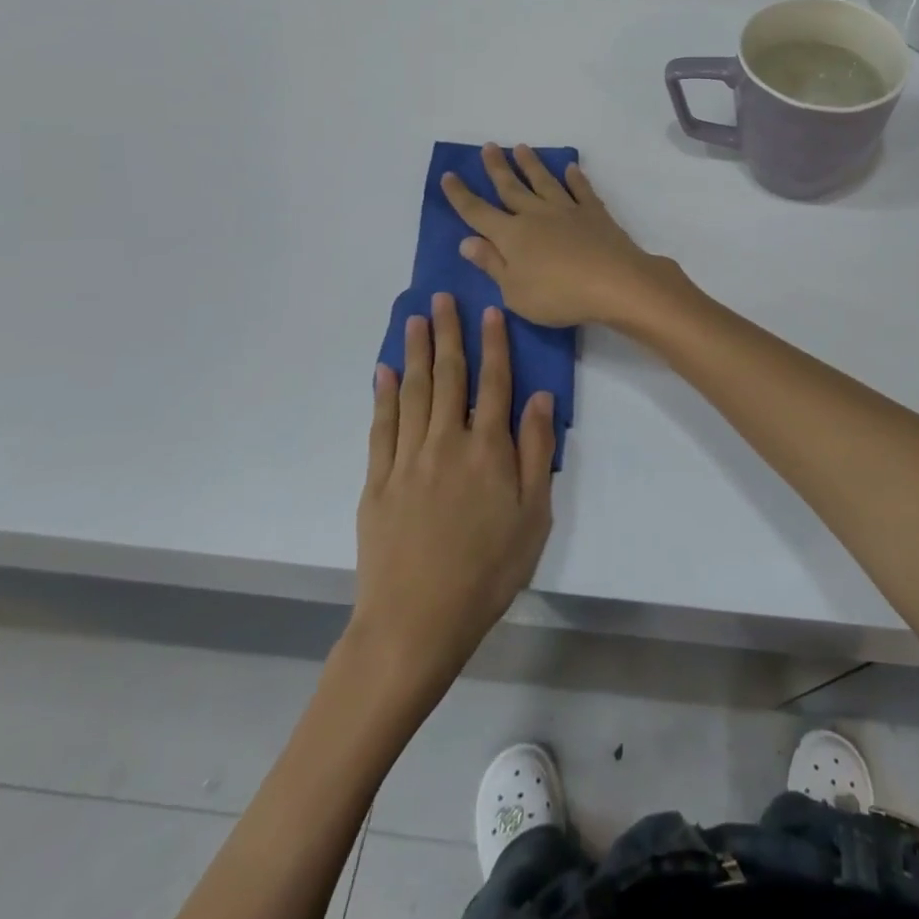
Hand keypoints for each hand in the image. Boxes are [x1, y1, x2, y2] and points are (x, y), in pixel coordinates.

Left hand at [349, 293, 554, 692]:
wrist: (416, 621)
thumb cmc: (488, 570)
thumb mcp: (534, 516)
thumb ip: (537, 452)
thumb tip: (540, 397)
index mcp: (489, 450)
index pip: (494, 384)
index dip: (494, 345)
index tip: (490, 311)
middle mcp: (446, 442)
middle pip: (448, 377)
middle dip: (448, 334)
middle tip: (442, 298)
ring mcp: (407, 459)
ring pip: (413, 392)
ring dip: (416, 352)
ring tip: (415, 319)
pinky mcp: (377, 480)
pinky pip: (380, 425)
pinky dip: (383, 394)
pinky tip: (384, 371)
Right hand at [442, 143, 684, 328]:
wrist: (615, 283)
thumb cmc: (558, 295)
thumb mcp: (514, 291)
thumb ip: (492, 264)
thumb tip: (467, 241)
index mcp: (511, 235)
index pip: (478, 212)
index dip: (461, 195)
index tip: (448, 175)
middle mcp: (536, 215)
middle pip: (511, 188)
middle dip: (497, 167)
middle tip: (488, 146)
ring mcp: (567, 210)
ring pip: (544, 181)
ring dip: (531, 165)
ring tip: (521, 148)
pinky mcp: (595, 214)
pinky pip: (582, 190)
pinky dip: (576, 178)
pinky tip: (571, 168)